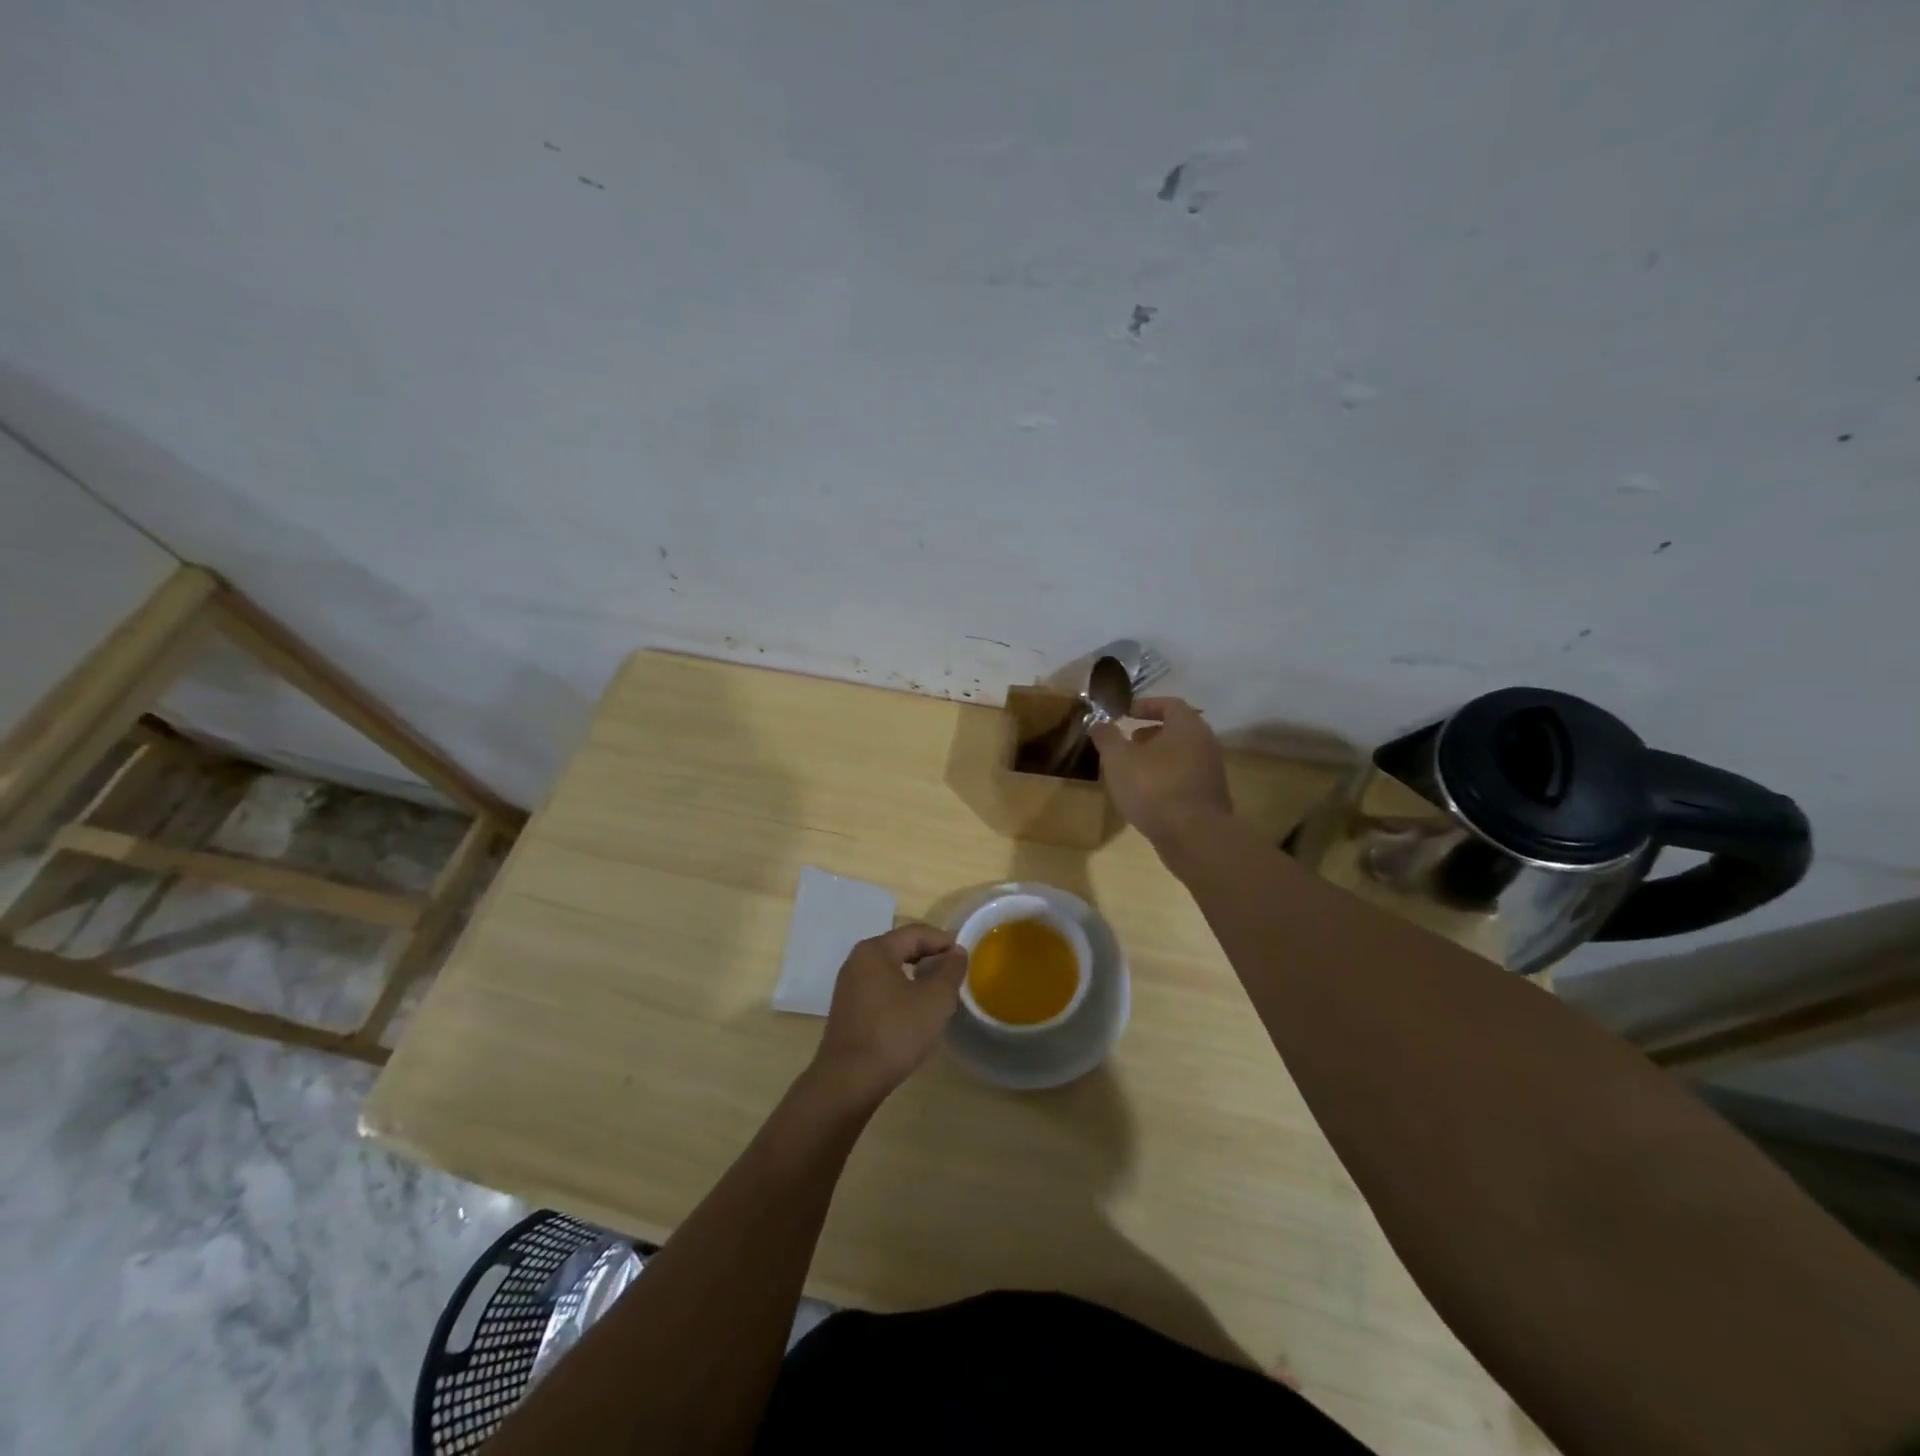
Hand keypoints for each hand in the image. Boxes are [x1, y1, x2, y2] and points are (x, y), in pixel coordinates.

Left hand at [811, 923, 967, 1107]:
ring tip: (940, 991)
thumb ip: (950, 971)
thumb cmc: (895, 1032)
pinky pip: (881, 988)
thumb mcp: (934, 1000)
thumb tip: (957, 952)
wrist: (849, 1080)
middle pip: (901, 948)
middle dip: (930, 957)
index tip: (966, 957)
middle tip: (955, 973)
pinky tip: (915, 1010)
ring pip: (891, 969)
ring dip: (917, 975)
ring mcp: (849, 986)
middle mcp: (858, 961)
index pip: (916, 933)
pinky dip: (901, 990)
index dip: (944, 941)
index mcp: (875, 950)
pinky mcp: (848, 1009)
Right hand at [1089, 697, 1233, 850]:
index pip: (1169, 704)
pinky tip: (1148, 794)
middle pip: (1178, 730)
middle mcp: (1205, 743)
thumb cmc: (1153, 788)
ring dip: (1158, 757)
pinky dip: (1167, 777)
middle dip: (1151, 733)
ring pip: (1182, 755)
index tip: (1126, 713)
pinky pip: (1186, 777)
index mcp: (1186, 726)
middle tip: (1129, 741)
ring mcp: (1211, 771)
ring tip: (1133, 769)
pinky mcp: (1210, 797)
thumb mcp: (1118, 759)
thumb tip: (1097, 722)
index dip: (1146, 706)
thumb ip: (1107, 737)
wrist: (1193, 836)